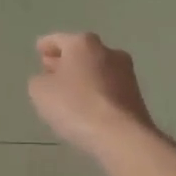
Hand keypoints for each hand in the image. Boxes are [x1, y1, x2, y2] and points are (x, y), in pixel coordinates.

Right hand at [28, 32, 156, 155]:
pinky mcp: (136, 95)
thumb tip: (49, 80)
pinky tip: (87, 107)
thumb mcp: (40, 91)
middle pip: (81, 52)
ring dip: (83, 77)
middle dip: (65, 61)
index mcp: (83, 43)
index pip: (58, 39)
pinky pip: (108, 88)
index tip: (39, 50)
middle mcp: (108, 51)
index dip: (46, 45)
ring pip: (97, 69)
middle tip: (50, 72)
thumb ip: (39, 80)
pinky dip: (96, 92)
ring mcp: (126, 73)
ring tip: (68, 94)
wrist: (122, 136)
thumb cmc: (75, 106)